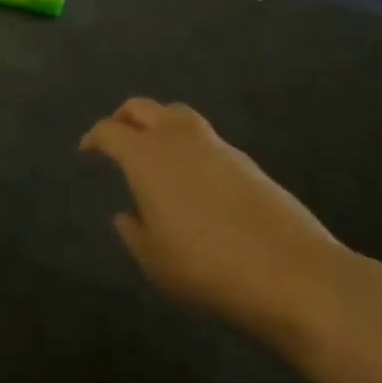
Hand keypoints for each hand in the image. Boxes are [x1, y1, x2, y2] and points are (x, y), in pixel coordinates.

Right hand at [81, 98, 353, 352]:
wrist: (294, 274)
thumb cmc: (208, 267)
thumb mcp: (155, 261)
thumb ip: (134, 232)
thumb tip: (128, 214)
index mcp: (145, 155)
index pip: (109, 131)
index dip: (93, 138)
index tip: (86, 151)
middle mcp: (176, 137)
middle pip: (141, 108)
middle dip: (123, 119)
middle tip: (116, 139)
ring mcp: (216, 145)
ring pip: (177, 115)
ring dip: (159, 124)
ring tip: (156, 153)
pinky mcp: (247, 160)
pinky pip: (206, 139)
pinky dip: (190, 147)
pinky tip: (194, 179)